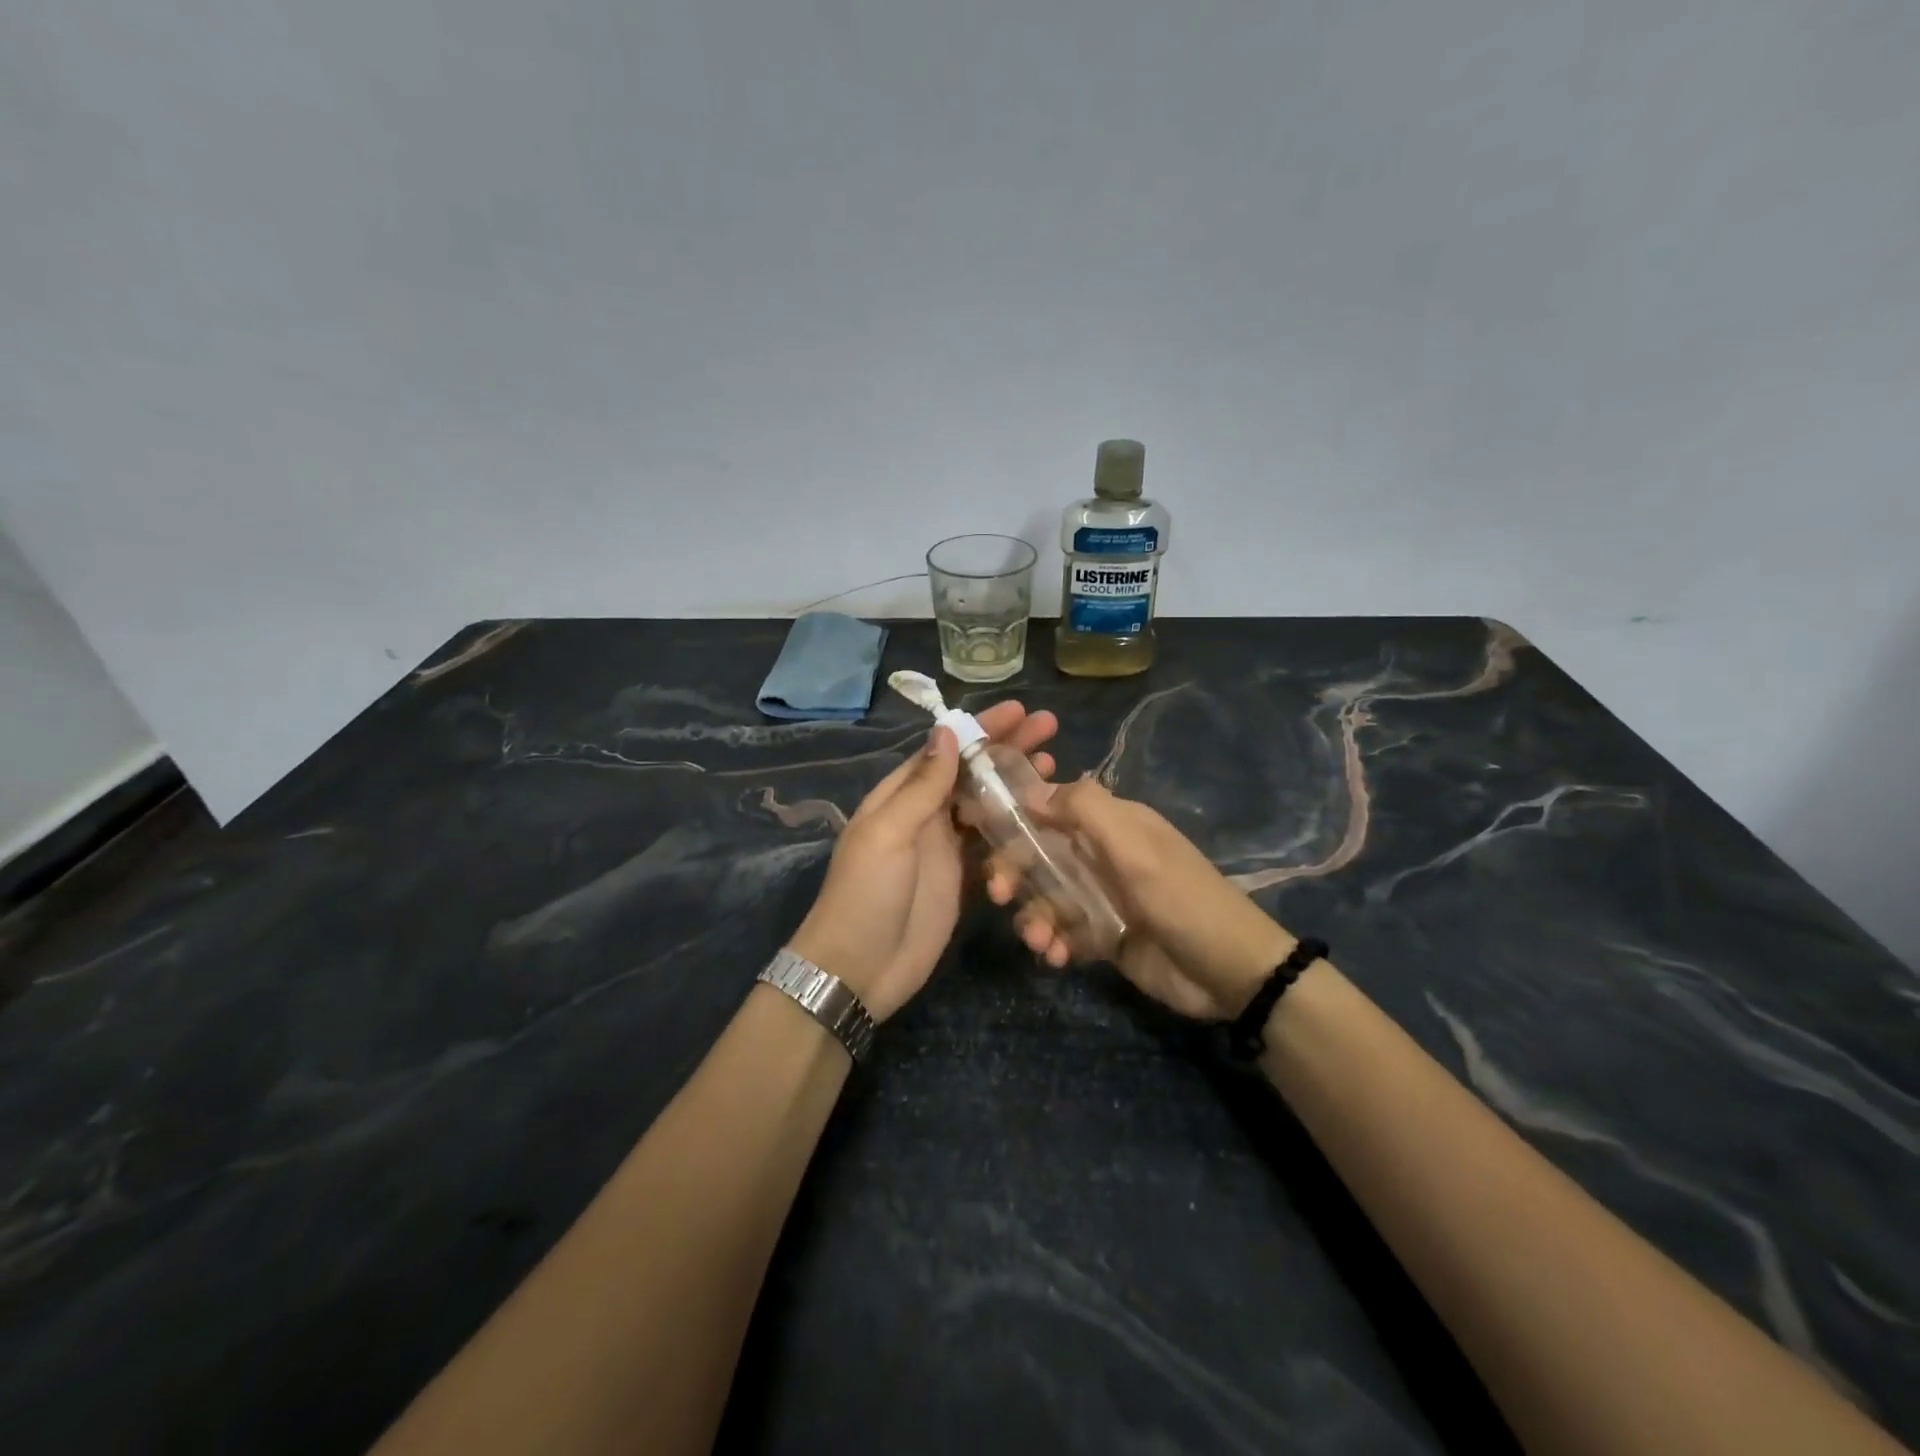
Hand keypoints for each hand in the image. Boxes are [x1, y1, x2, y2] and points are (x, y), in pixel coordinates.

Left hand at [787, 701, 1058, 1020]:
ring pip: (985, 802)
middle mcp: (923, 813)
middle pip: (970, 771)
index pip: (945, 750)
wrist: (859, 970)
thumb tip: (946, 732)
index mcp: (899, 795)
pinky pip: (991, 841)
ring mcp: (944, 846)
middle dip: (1006, 747)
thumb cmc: (866, 895)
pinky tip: (1041, 815)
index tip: (1019, 711)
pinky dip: (1013, 824)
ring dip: (1014, 782)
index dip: (981, 729)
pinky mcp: (961, 877)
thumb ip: (921, 786)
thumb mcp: (888, 834)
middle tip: (1049, 728)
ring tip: (1053, 764)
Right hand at [989, 778, 1297, 1020]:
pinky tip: (1057, 957)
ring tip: (1040, 940)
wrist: (1231, 972)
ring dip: (1034, 916)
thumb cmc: (1182, 898)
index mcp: (1111, 824)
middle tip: (1000, 895)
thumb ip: (1085, 810)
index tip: (979, 832)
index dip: (1014, 817)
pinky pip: (1063, 932)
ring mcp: (1101, 897)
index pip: (1051, 807)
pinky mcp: (1103, 936)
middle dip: (1015, 872)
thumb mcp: (1135, 847)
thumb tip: (1031, 790)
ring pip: (1046, 897)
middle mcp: (1101, 855)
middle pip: (1040, 854)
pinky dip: (1054, 942)